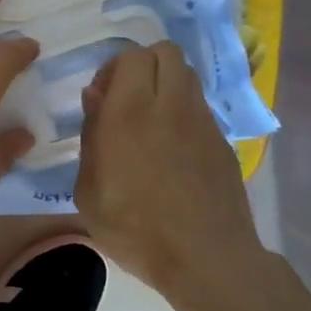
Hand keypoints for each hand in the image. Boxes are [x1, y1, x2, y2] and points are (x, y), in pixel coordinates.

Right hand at [74, 42, 264, 303]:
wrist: (206, 259)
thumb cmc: (135, 229)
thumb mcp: (89, 191)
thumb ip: (91, 137)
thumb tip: (96, 99)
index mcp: (130, 112)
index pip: (130, 56)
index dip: (112, 69)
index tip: (101, 99)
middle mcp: (170, 105)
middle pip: (165, 52)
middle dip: (143, 65)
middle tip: (127, 98)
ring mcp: (202, 121)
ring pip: (187, 75)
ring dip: (165, 84)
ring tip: (150, 120)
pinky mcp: (222, 141)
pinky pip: (199, 107)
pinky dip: (183, 112)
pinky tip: (172, 149)